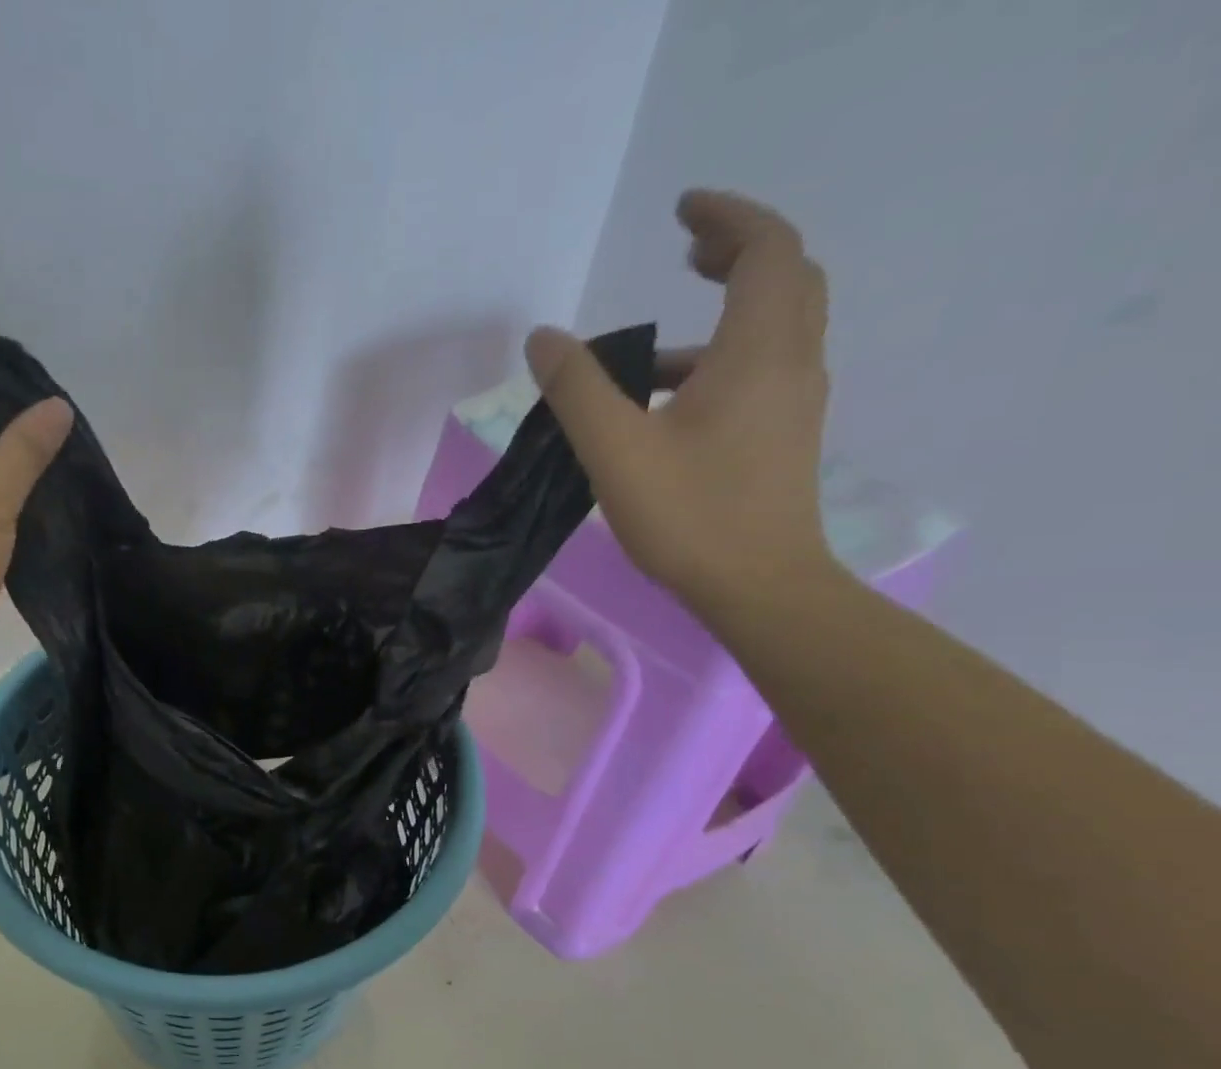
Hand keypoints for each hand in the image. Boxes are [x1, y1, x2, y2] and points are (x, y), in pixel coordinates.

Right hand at [525, 190, 833, 616]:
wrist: (759, 587)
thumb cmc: (690, 516)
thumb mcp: (617, 451)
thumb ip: (578, 389)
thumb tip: (543, 338)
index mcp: (758, 348)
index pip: (763, 247)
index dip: (725, 216)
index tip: (680, 211)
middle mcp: (792, 361)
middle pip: (784, 277)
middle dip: (737, 252)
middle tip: (686, 253)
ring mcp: (795, 401)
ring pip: (777, 326)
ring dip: (728, 311)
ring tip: (657, 343)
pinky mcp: (786, 437)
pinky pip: (766, 369)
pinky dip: (725, 358)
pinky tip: (673, 403)